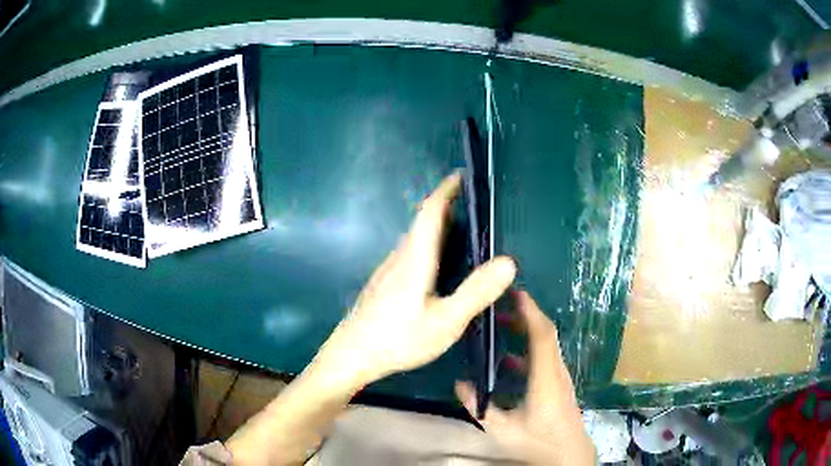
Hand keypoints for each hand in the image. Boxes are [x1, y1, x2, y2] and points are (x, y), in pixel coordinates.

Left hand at [314, 172, 516, 388]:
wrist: (352, 355)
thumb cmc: (399, 338)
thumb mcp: (445, 321)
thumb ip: (476, 292)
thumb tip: (509, 261)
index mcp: (415, 258)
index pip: (430, 212)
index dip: (446, 190)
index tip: (462, 176)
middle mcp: (400, 257)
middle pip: (422, 222)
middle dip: (446, 206)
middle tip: (474, 207)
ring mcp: (389, 271)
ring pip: (415, 239)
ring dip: (437, 227)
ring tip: (464, 233)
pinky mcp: (384, 284)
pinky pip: (410, 254)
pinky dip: (429, 246)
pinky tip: (439, 267)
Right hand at [455, 291, 595, 465]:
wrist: (568, 454)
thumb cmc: (538, 442)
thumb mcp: (503, 429)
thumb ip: (479, 407)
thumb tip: (459, 384)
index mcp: (545, 378)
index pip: (541, 335)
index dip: (530, 311)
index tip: (514, 292)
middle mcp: (556, 371)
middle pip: (545, 333)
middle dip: (525, 314)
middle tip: (500, 303)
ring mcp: (560, 377)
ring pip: (546, 344)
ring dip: (526, 330)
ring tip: (500, 325)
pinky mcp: (559, 384)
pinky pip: (544, 358)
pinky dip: (527, 350)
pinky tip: (507, 361)